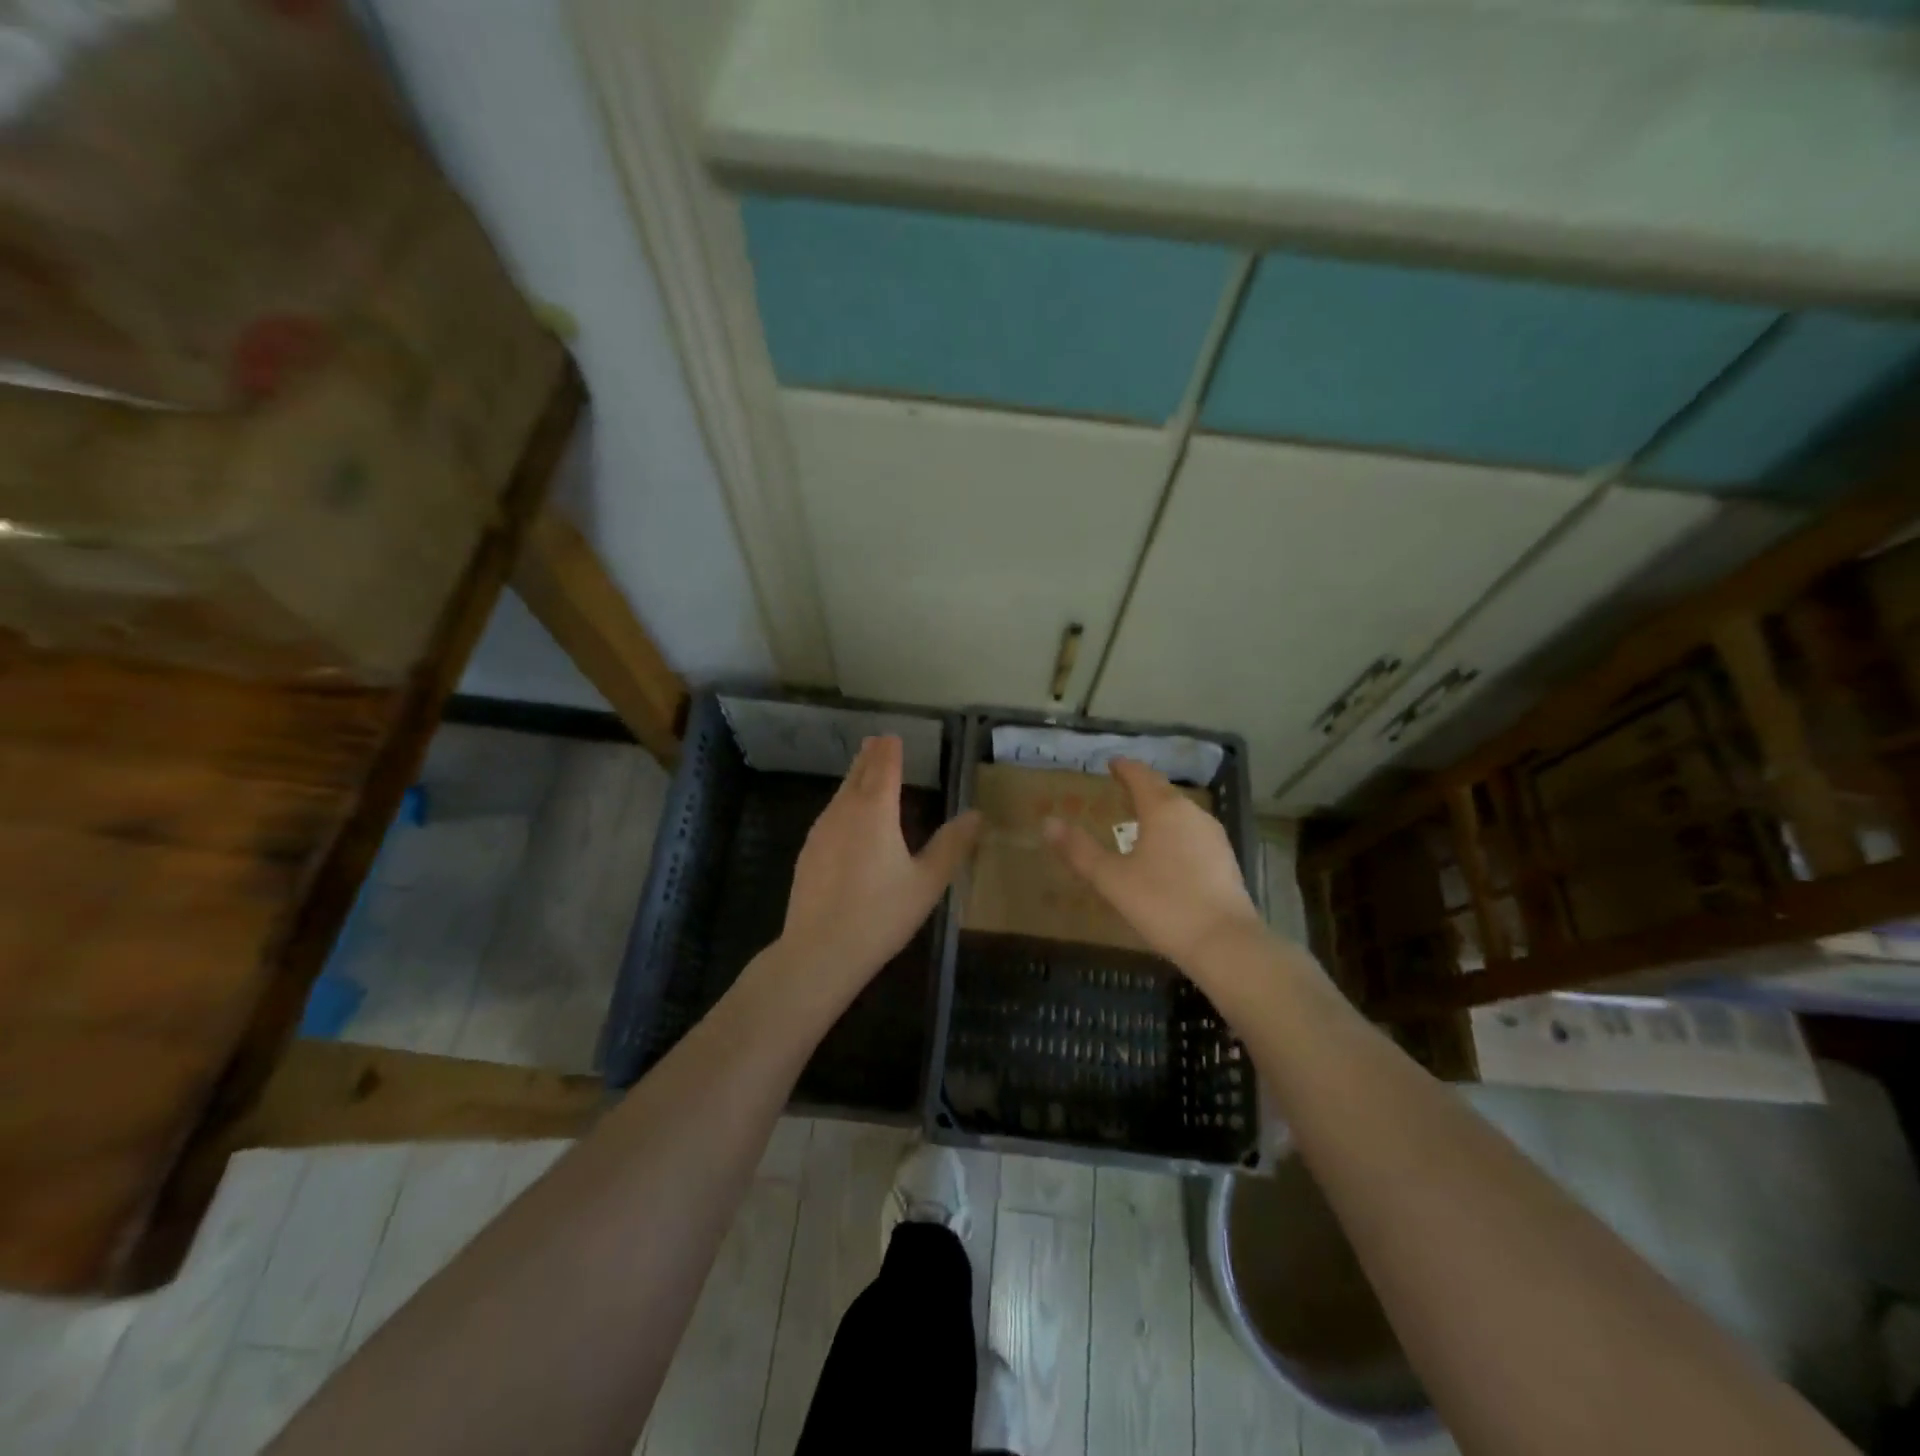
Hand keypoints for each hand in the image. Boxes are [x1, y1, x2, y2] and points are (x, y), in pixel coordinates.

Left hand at [781, 736, 981, 998]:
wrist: (819, 951)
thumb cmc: (881, 914)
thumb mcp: (927, 882)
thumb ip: (952, 845)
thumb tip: (976, 814)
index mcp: (875, 811)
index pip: (883, 767)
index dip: (890, 750)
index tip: (893, 736)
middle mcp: (844, 812)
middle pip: (858, 775)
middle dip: (870, 757)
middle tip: (877, 742)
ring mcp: (821, 832)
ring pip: (840, 795)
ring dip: (854, 779)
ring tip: (864, 772)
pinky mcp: (808, 853)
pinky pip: (830, 816)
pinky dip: (843, 805)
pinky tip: (846, 820)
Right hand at [1042, 758, 1263, 970]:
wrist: (1224, 943)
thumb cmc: (1163, 904)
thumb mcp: (1112, 879)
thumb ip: (1079, 850)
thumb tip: (1048, 823)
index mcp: (1163, 809)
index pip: (1141, 775)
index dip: (1124, 768)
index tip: (1112, 763)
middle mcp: (1191, 813)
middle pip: (1163, 791)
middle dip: (1142, 787)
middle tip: (1121, 789)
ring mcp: (1213, 836)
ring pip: (1181, 812)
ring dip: (1160, 809)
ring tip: (1141, 819)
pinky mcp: (1225, 859)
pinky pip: (1193, 832)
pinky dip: (1175, 831)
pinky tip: (1168, 851)